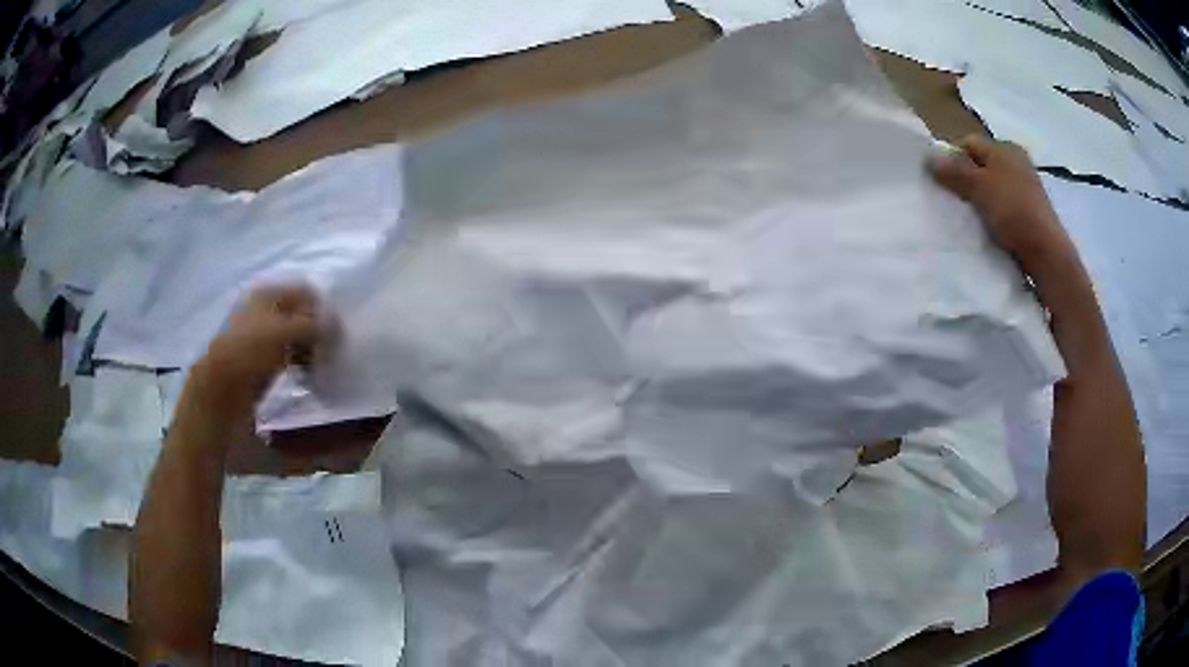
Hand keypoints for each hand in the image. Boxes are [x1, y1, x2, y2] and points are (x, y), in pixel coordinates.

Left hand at [192, 285, 330, 412]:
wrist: (220, 390)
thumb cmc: (250, 352)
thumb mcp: (283, 332)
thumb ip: (311, 325)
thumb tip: (334, 326)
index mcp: (268, 293)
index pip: (305, 292)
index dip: (321, 310)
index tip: (333, 334)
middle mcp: (265, 309)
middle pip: (301, 314)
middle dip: (316, 331)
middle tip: (327, 352)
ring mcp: (261, 335)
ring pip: (295, 336)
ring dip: (309, 349)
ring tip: (316, 366)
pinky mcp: (261, 359)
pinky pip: (288, 355)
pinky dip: (299, 362)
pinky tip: (304, 374)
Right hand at [928, 136, 1074, 270]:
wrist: (1047, 253)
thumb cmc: (1013, 212)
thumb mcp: (979, 187)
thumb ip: (954, 171)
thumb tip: (929, 157)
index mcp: (1005, 147)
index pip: (969, 144)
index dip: (953, 160)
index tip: (944, 183)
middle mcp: (1017, 161)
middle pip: (981, 166)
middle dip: (966, 181)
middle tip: (955, 202)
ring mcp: (1026, 187)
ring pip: (993, 187)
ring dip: (981, 201)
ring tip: (972, 219)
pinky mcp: (1031, 212)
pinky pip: (1005, 206)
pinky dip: (995, 215)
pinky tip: (991, 229)